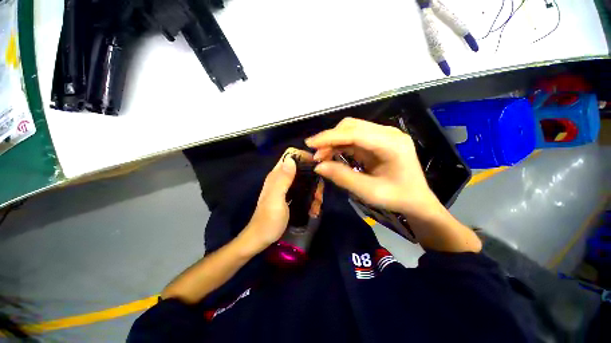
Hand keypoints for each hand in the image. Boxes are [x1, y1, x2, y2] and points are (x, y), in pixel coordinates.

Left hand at [239, 148, 312, 253]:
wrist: (260, 238)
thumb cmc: (268, 221)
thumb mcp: (276, 199)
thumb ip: (283, 179)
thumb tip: (291, 159)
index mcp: (276, 175)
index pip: (290, 155)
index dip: (304, 156)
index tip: (317, 166)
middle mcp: (281, 178)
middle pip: (300, 167)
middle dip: (313, 177)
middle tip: (319, 193)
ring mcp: (285, 187)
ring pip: (304, 179)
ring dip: (313, 189)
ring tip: (317, 204)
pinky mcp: (289, 196)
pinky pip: (303, 190)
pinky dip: (310, 196)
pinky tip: (313, 207)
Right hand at [306, 118, 440, 217]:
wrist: (416, 200)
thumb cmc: (397, 198)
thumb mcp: (369, 192)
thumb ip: (343, 177)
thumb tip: (318, 166)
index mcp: (392, 144)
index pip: (355, 133)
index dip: (330, 137)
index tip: (310, 144)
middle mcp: (388, 133)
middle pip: (352, 126)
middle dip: (330, 138)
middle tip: (316, 155)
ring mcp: (383, 135)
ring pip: (351, 130)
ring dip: (333, 141)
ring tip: (321, 156)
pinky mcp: (377, 140)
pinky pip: (354, 138)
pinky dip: (340, 145)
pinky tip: (332, 154)